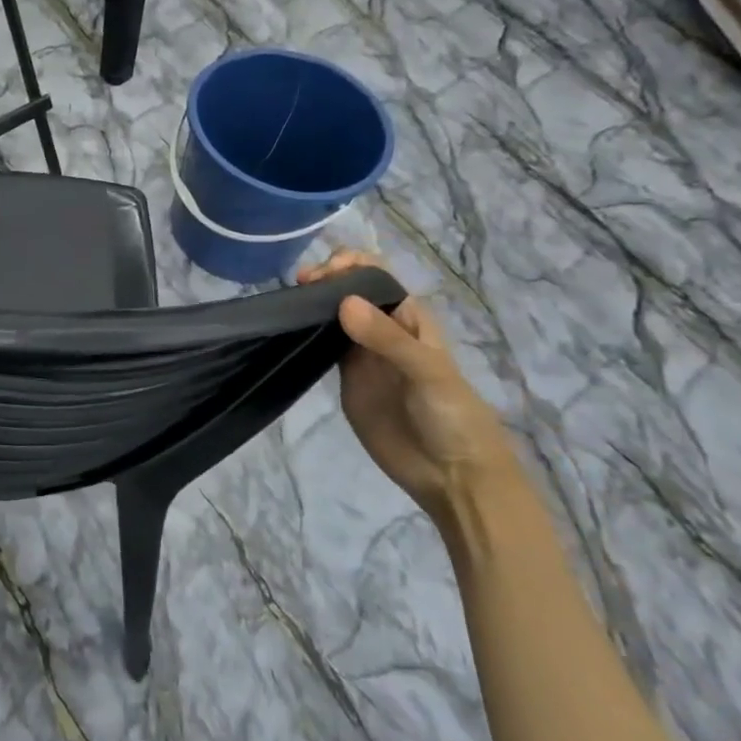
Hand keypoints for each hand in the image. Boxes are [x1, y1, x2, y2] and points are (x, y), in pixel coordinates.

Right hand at [297, 250, 518, 520]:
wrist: (452, 475)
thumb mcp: (428, 372)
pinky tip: (289, 331)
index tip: (321, 275)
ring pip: (333, 316)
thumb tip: (343, 302)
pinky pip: (323, 347)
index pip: (375, 275)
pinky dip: (307, 334)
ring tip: (287, 305)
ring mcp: (363, 354)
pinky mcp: (346, 378)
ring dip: (312, 304)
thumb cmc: (453, 416)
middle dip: (324, 280)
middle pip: (349, 290)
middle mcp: (383, 329)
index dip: (349, 265)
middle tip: (299, 289)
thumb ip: (387, 339)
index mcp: (408, 317)